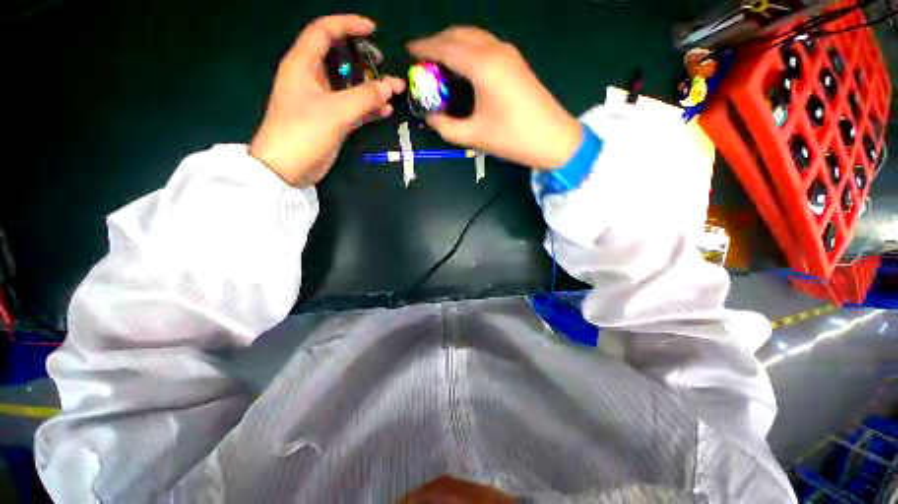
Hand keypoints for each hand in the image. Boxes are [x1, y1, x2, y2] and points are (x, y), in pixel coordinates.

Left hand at [250, 15, 405, 186]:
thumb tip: (390, 86)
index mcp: (303, 64)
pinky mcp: (331, 120)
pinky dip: (368, 108)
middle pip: (339, 58)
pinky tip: (385, 110)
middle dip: (363, 58)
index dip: (347, 25)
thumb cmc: (303, 132)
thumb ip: (364, 98)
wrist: (287, 168)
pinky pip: (353, 107)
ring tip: (394, 89)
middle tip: (382, 63)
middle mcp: (312, 78)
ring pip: (349, 85)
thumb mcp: (335, 111)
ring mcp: (322, 100)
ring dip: (371, 87)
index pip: (324, 31)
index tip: (373, 29)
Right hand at [407, 28, 580, 168]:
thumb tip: (430, 117)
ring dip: (454, 44)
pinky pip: (486, 45)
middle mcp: (495, 51)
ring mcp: (509, 54)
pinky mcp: (516, 62)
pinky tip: (464, 67)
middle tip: (423, 59)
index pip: (446, 47)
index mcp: (483, 66)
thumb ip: (446, 126)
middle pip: (460, 34)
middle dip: (438, 41)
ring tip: (440, 63)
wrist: (553, 138)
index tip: (409, 51)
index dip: (424, 47)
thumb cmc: (513, 138)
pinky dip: (469, 50)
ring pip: (474, 37)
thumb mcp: (474, 136)